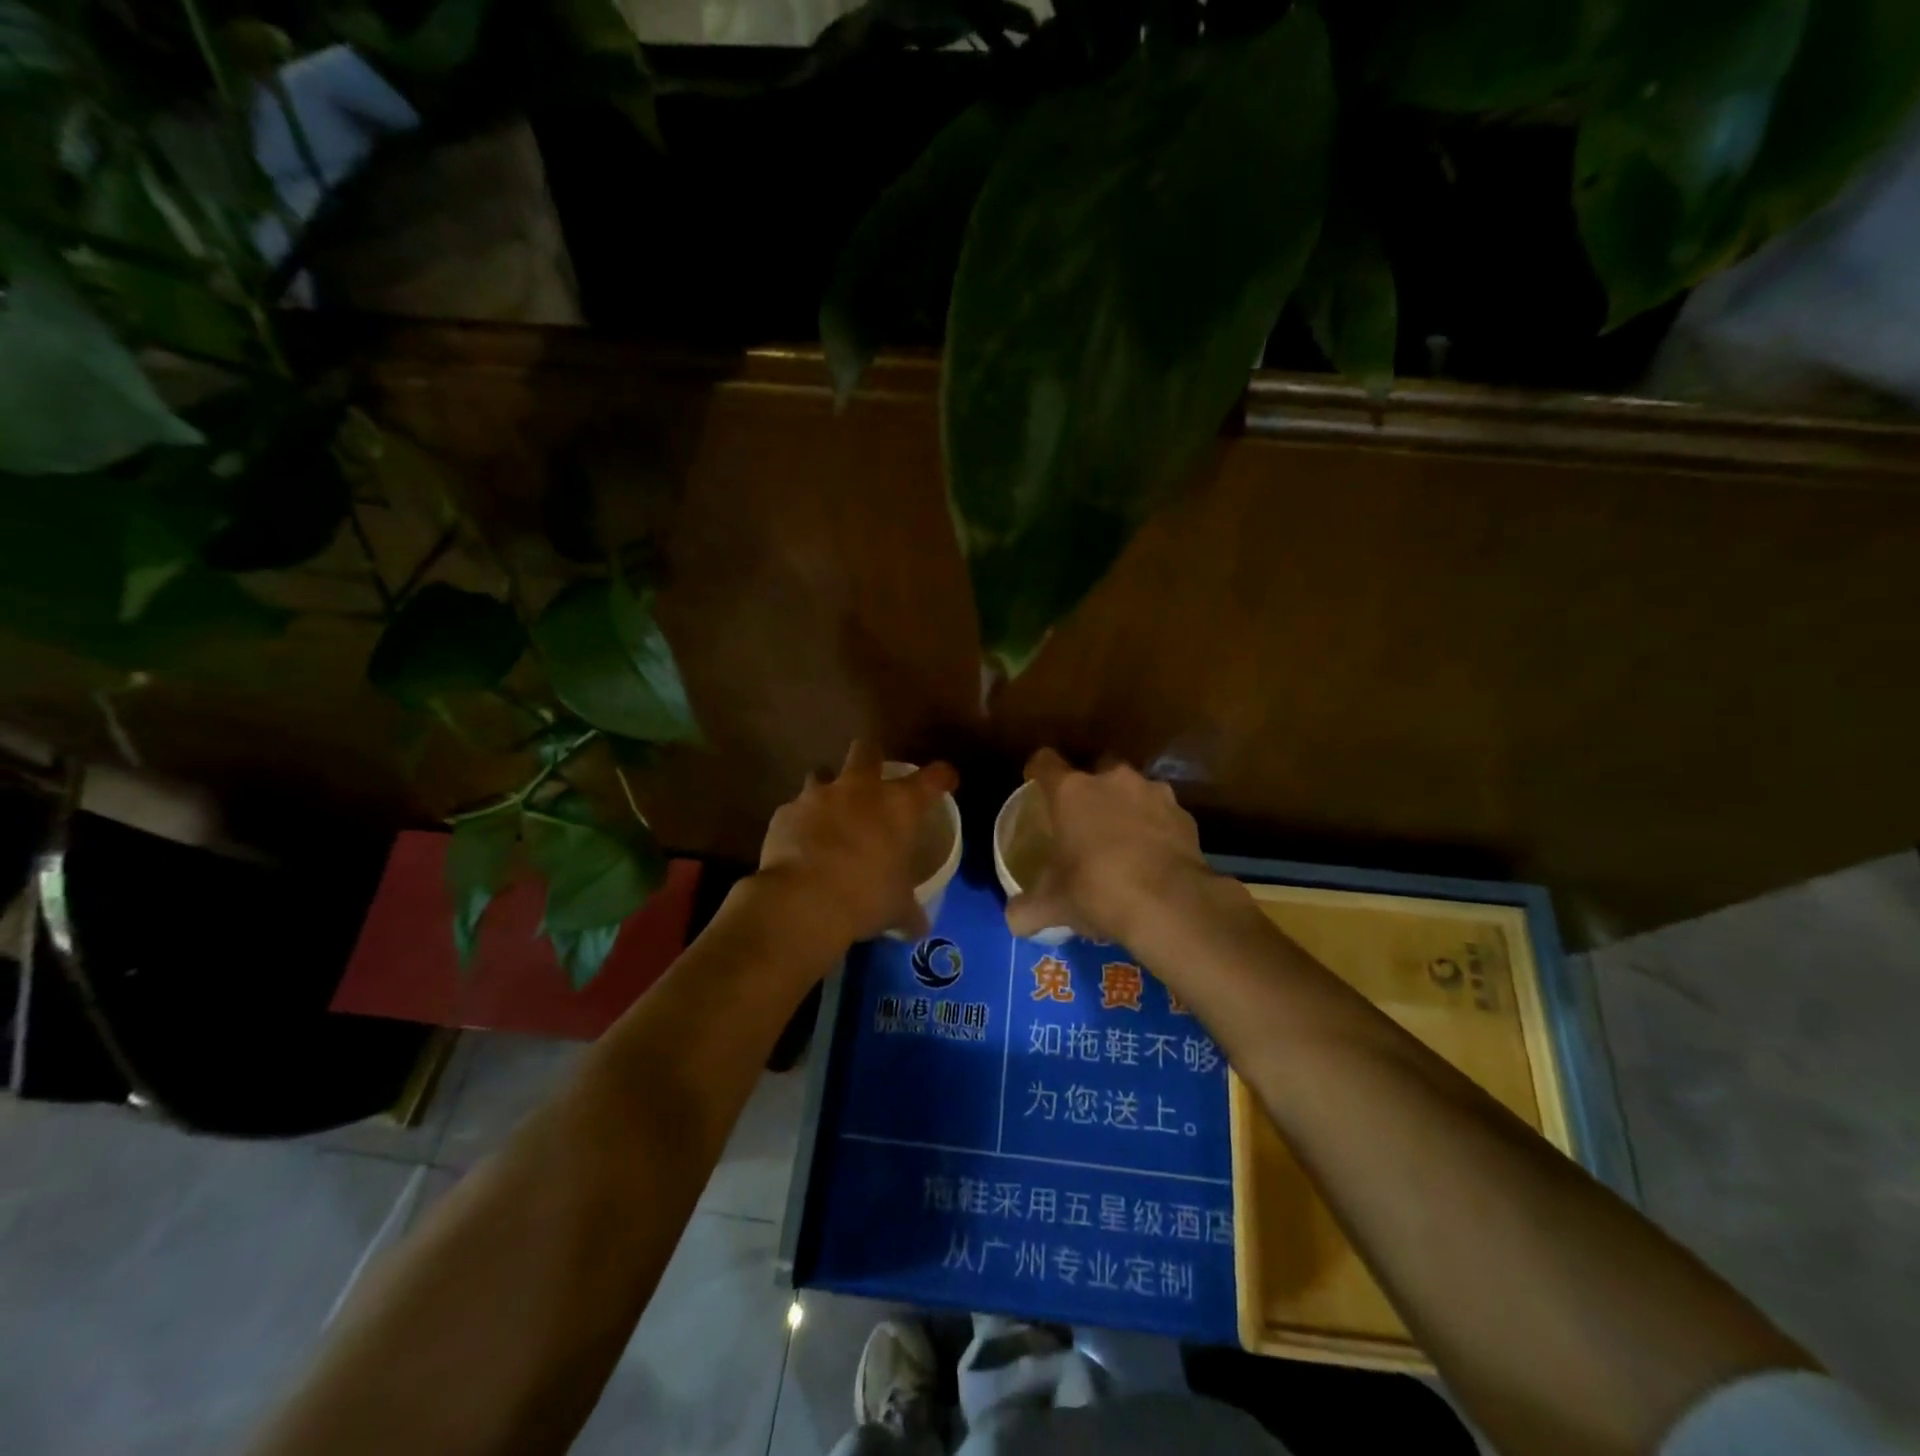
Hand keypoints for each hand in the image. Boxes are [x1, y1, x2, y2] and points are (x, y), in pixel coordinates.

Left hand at [756, 740, 958, 944]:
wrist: (804, 901)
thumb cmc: (866, 897)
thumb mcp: (896, 909)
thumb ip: (909, 911)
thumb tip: (918, 927)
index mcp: (899, 805)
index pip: (933, 778)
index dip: (942, 776)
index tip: (946, 780)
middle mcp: (859, 789)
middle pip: (867, 750)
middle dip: (871, 758)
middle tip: (872, 778)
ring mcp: (818, 796)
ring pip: (823, 773)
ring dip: (828, 789)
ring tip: (829, 813)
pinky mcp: (784, 812)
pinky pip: (795, 809)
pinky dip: (800, 822)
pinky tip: (800, 844)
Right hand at [1005, 749, 1214, 944]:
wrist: (1170, 904)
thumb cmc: (1098, 890)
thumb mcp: (1053, 906)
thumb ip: (1026, 909)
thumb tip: (1013, 919)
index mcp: (1071, 791)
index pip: (1044, 762)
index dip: (1037, 772)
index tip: (1035, 786)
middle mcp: (1111, 780)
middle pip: (1094, 770)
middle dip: (1089, 790)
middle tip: (1083, 822)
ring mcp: (1153, 793)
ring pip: (1133, 790)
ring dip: (1126, 808)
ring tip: (1123, 843)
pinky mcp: (1184, 815)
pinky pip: (1162, 815)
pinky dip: (1156, 829)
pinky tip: (1154, 858)